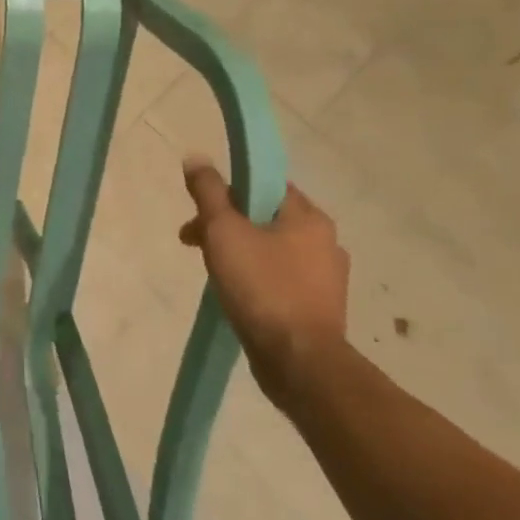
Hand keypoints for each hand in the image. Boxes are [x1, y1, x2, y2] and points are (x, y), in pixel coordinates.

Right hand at [178, 157, 349, 406]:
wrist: (299, 362)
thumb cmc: (261, 287)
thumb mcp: (224, 231)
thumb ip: (209, 192)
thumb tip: (196, 157)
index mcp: (309, 217)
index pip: (267, 185)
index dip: (230, 190)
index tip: (202, 210)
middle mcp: (326, 242)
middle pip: (265, 217)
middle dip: (226, 225)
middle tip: (193, 243)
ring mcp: (326, 278)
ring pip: (272, 250)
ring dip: (238, 253)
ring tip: (211, 273)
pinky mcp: (319, 307)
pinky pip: (280, 279)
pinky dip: (255, 279)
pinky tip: (237, 296)